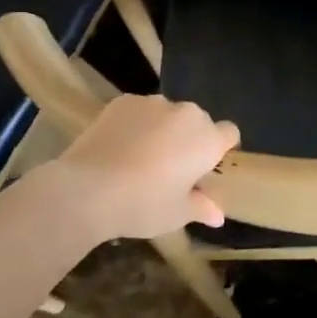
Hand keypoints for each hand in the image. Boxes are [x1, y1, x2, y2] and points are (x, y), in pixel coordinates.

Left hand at [42, 94, 239, 243]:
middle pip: (198, 121)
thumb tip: (218, 215)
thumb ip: (201, 208)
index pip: (229, 133)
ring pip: (167, 114)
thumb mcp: (177, 214)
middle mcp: (186, 114)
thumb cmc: (143, 204)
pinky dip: (135, 124)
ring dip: (163, 129)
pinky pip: (139, 111)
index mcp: (207, 139)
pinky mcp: (123, 101)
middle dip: (189, 139)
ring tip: (140, 156)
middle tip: (171, 167)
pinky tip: (119, 147)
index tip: (205, 168)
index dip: (220, 148)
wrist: (87, 189)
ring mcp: (153, 103)